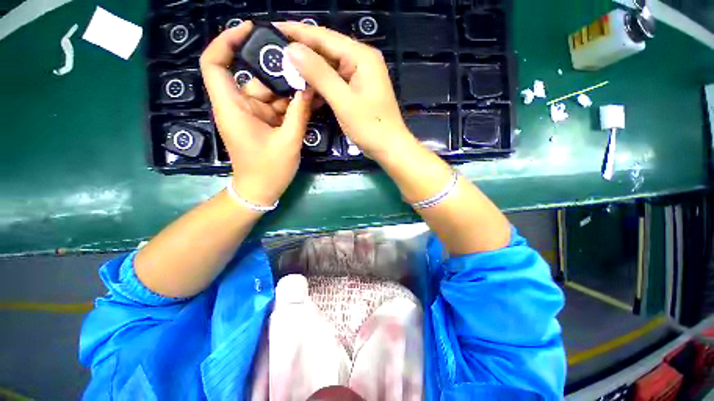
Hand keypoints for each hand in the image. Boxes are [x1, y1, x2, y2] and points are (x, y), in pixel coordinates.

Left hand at [200, 22, 312, 206]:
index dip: (227, 41)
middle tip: (306, 71)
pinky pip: (276, 108)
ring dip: (290, 93)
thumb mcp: (288, 142)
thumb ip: (299, 114)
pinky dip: (290, 106)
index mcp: (233, 108)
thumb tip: (308, 87)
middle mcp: (239, 107)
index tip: (250, 30)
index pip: (215, 64)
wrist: (260, 191)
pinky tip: (308, 103)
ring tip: (313, 89)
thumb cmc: (269, 170)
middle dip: (279, 75)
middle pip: (254, 78)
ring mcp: (252, 116)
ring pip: (270, 94)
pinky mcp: (262, 124)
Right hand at [277, 22, 414, 160]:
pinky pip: (334, 83)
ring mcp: (359, 77)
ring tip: (284, 73)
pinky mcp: (356, 91)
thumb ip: (320, 75)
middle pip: (326, 51)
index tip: (273, 29)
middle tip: (274, 55)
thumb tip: (292, 49)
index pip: (324, 37)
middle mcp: (361, 62)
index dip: (297, 32)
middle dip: (301, 54)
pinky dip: (320, 87)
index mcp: (361, 57)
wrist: (389, 147)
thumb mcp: (344, 101)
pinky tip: (305, 92)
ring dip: (309, 73)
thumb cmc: (371, 127)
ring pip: (329, 69)